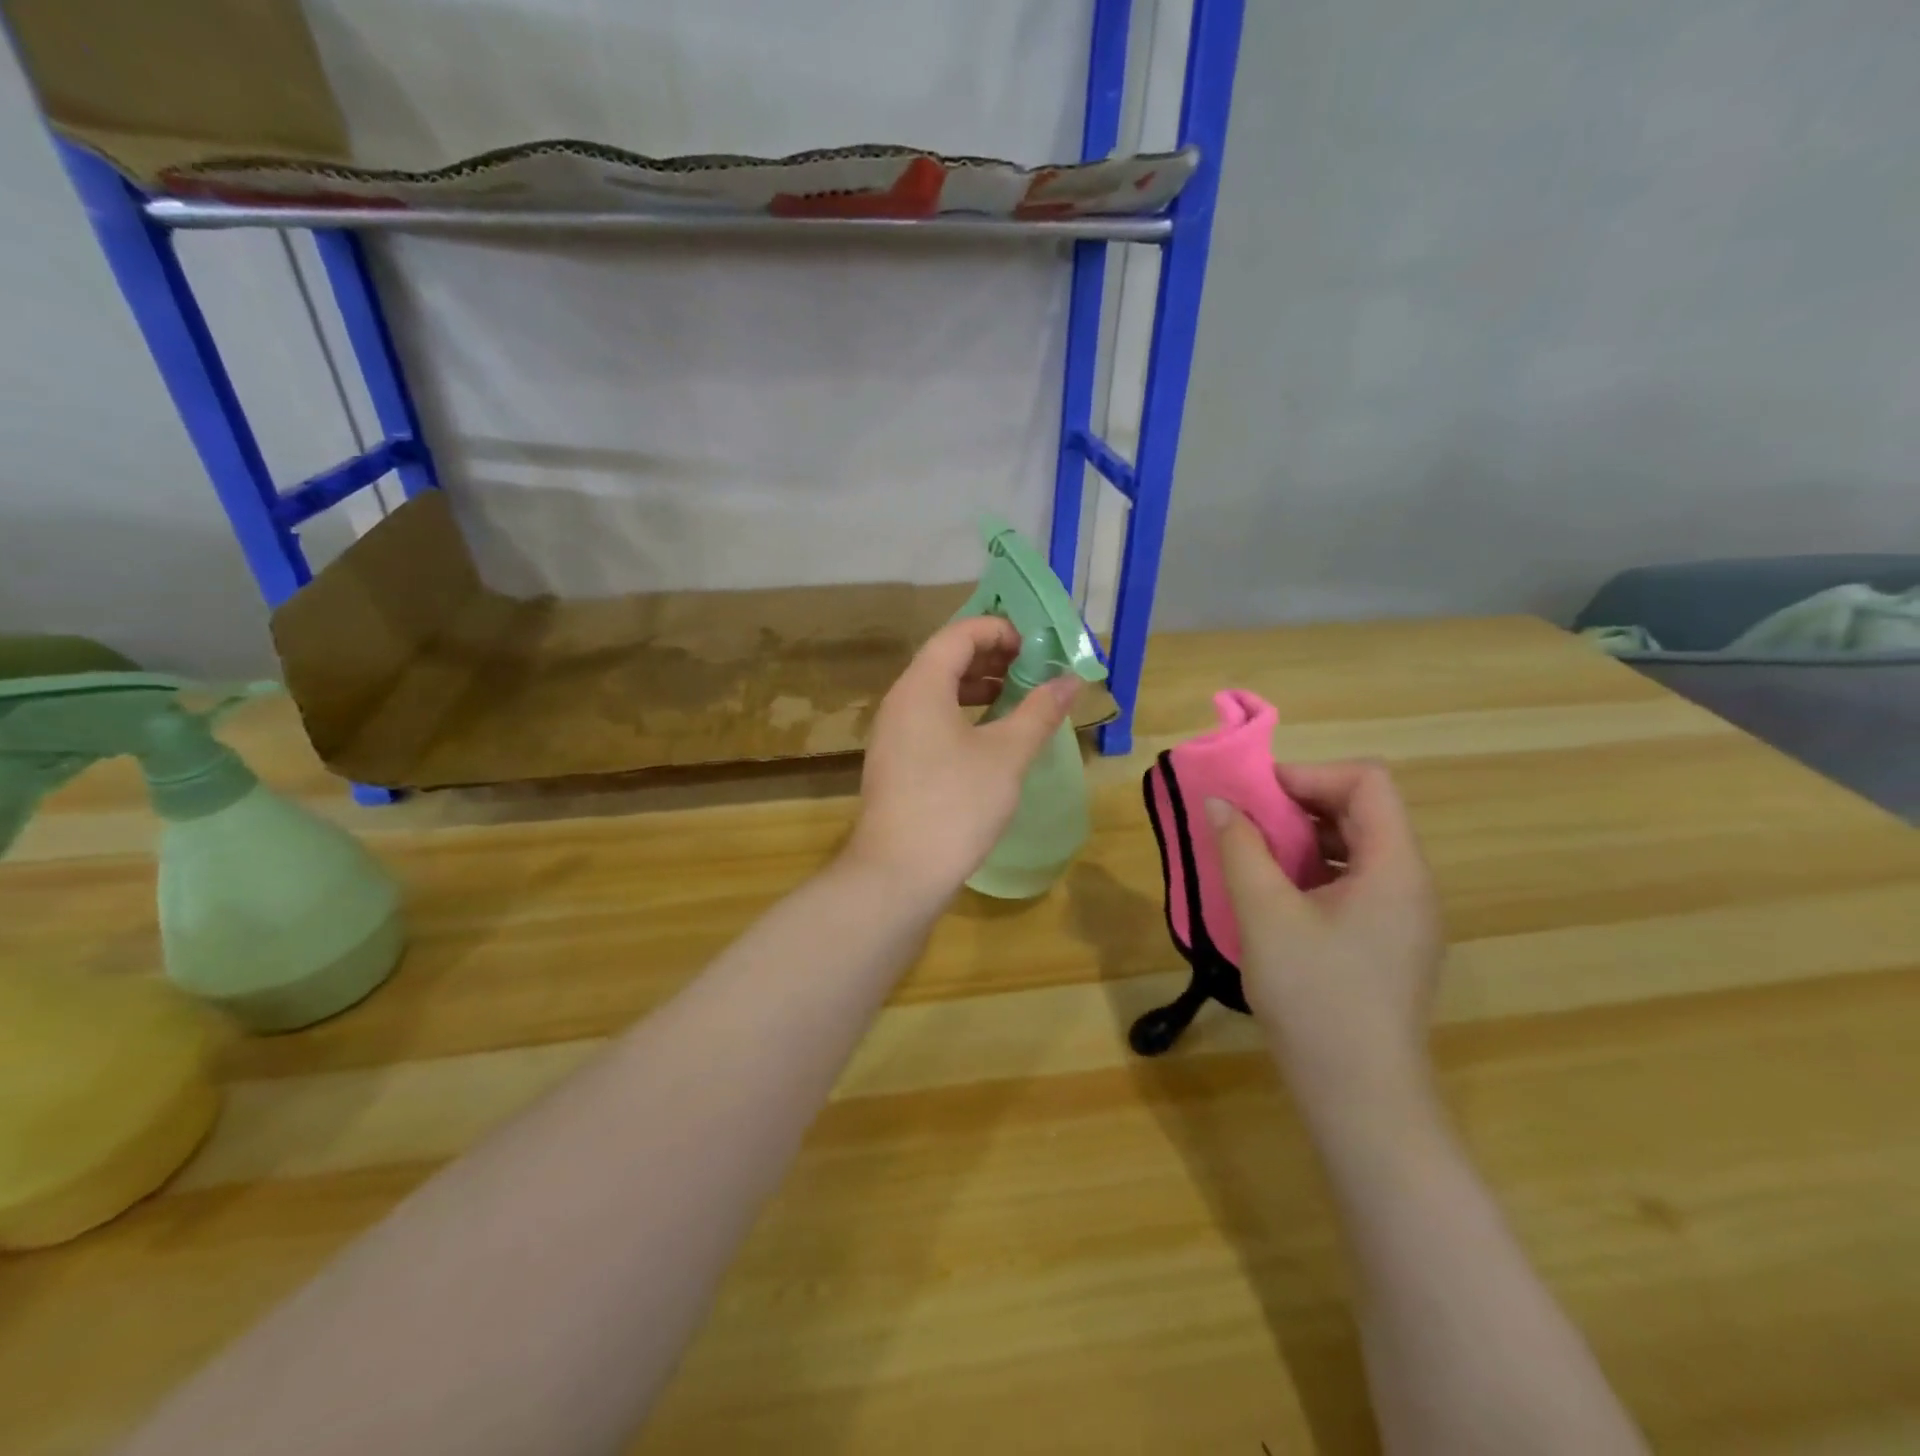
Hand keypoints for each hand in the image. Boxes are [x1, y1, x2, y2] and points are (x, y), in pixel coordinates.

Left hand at [846, 618, 1080, 902]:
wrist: (899, 873)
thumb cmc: (956, 804)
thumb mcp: (1007, 755)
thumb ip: (1039, 712)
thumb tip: (1071, 681)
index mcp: (921, 686)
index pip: (958, 634)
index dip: (998, 631)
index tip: (1035, 646)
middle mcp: (899, 701)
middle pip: (944, 659)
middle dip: (990, 657)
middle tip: (1032, 670)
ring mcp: (892, 734)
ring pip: (936, 692)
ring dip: (976, 687)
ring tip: (1015, 700)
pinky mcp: (895, 762)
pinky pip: (929, 720)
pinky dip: (961, 715)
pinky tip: (988, 738)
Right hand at [1207, 761, 1444, 1133]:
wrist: (1360, 1097)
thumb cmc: (1314, 996)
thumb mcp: (1265, 915)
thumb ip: (1240, 848)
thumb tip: (1218, 802)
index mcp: (1395, 867)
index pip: (1368, 781)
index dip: (1309, 775)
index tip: (1257, 796)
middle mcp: (1411, 883)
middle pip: (1363, 811)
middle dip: (1300, 805)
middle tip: (1246, 823)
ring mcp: (1404, 916)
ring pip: (1356, 848)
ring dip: (1303, 839)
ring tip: (1253, 858)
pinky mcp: (1389, 943)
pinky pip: (1354, 882)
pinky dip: (1313, 872)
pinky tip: (1275, 899)